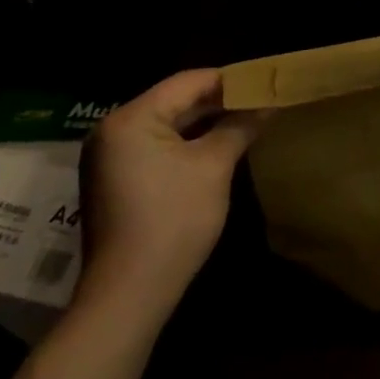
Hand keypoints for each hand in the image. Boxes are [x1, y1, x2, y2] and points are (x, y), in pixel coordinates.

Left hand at [75, 69, 262, 316]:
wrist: (127, 297)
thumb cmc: (173, 222)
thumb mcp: (214, 167)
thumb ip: (240, 126)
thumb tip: (270, 103)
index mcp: (131, 118)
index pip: (189, 81)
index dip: (230, 80)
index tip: (265, 83)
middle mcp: (113, 130)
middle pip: (176, 100)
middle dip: (219, 102)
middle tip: (260, 101)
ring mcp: (109, 157)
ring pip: (167, 124)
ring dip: (205, 123)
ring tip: (246, 120)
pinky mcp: (115, 180)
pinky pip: (156, 146)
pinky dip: (186, 144)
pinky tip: (217, 147)